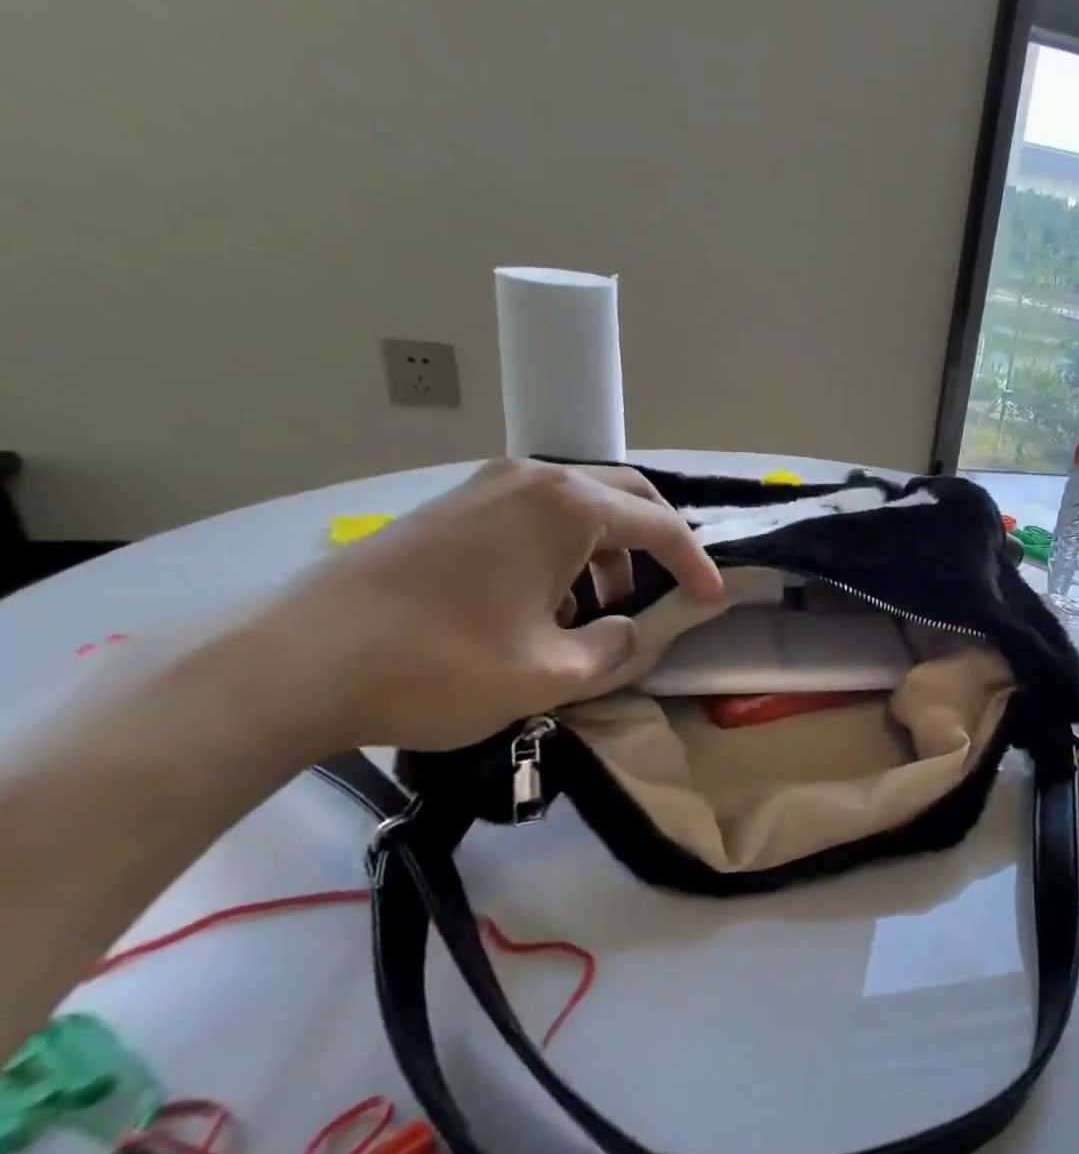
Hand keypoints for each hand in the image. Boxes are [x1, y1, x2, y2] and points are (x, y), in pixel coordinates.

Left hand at [260, 459, 722, 749]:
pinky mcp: (450, 506)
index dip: (696, 565)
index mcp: (568, 507)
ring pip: (579, 502)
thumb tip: (632, 631)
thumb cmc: (440, 666)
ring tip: (597, 608)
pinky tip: (541, 599)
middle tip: (672, 586)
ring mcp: (484, 486)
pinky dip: (563, 546)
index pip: (660, 526)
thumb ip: (615, 647)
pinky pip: (534, 512)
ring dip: (608, 546)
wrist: (291, 663)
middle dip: (659, 540)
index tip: (711, 601)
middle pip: (625, 494)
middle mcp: (531, 480)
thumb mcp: (552, 673)